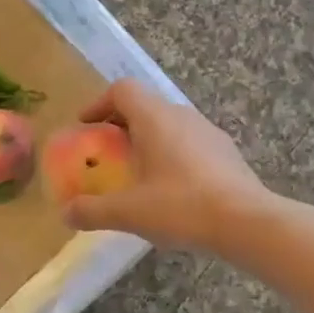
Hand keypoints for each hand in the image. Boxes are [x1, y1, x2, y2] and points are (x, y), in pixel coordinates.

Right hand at [63, 80, 270, 251]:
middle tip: (107, 153)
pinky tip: (170, 189)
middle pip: (145, 105)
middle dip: (121, 125)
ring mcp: (208, 131)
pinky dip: (171, 154)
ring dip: (148, 140)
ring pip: (169, 124)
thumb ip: (93, 211)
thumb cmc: (181, 207)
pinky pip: (189, 142)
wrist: (247, 222)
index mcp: (155, 118)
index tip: (86, 127)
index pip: (122, 90)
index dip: (99, 104)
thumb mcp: (129, 212)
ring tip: (137, 172)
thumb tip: (66, 213)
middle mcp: (182, 115)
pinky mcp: (226, 152)